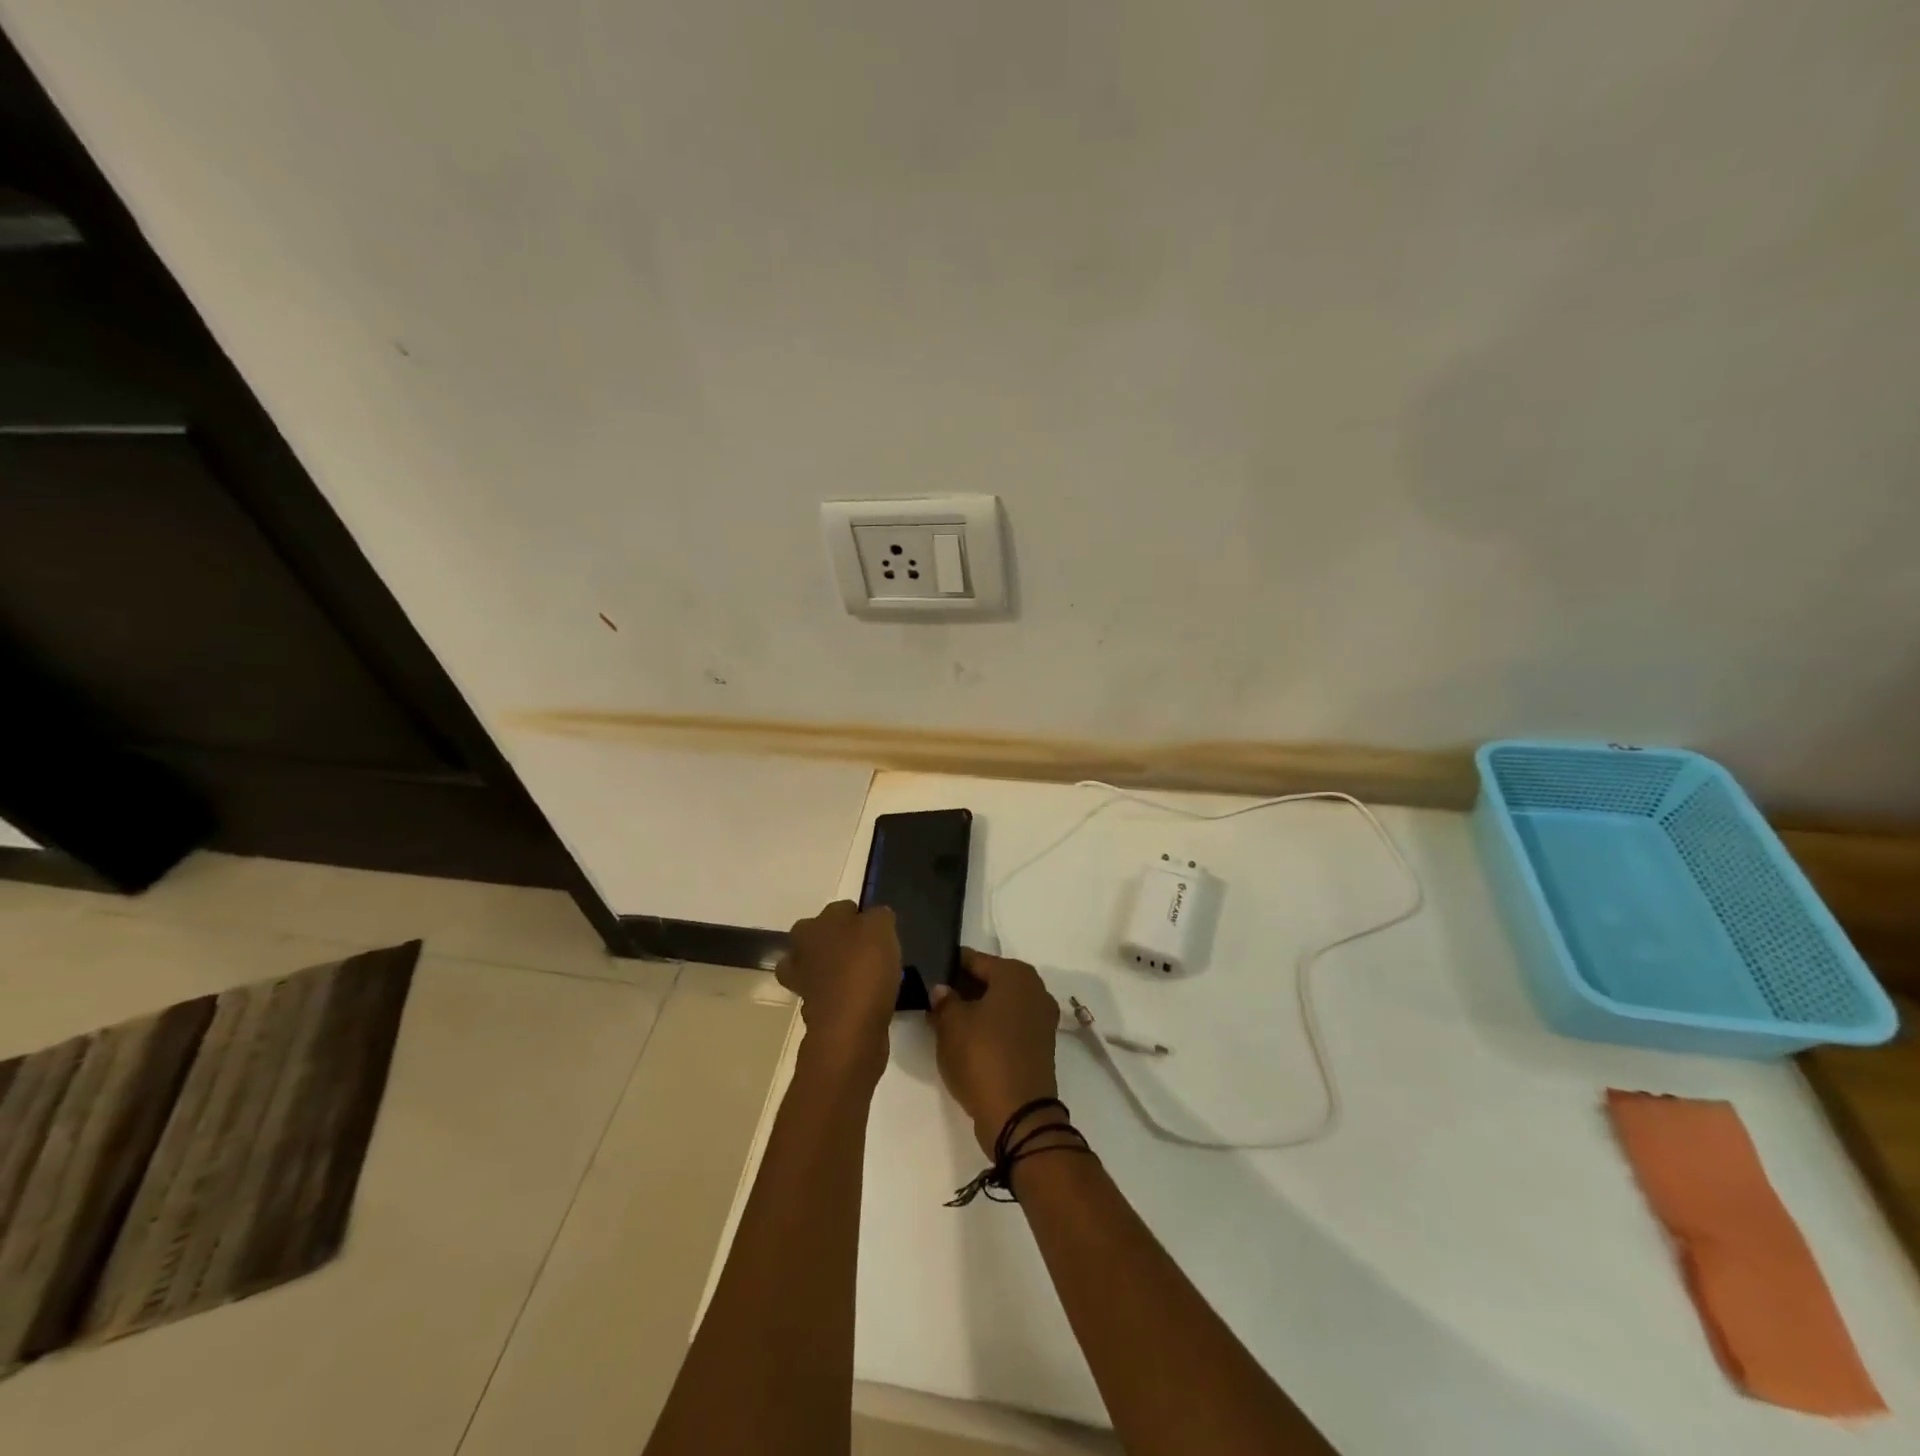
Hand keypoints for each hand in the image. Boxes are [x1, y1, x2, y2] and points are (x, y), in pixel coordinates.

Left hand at [777, 901, 900, 1076]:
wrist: (850, 1028)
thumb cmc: (864, 968)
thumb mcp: (882, 927)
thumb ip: (879, 915)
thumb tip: (876, 917)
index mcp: (814, 925)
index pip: (842, 909)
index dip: (862, 917)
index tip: (879, 931)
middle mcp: (800, 951)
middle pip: (822, 937)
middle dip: (839, 942)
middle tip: (869, 952)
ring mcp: (803, 983)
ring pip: (819, 967)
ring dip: (836, 971)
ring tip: (864, 977)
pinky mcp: (812, 1012)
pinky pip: (829, 994)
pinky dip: (841, 995)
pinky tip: (862, 999)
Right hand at [927, 949, 1061, 1155]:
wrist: (1018, 1116)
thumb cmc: (982, 1057)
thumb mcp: (951, 1025)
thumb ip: (943, 1000)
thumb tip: (941, 989)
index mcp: (1015, 974)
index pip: (973, 959)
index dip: (948, 967)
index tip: (927, 976)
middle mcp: (1034, 988)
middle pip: (990, 980)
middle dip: (962, 988)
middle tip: (933, 1001)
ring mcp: (1041, 1017)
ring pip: (1000, 1003)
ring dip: (976, 1010)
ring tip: (946, 1023)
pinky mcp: (1041, 1044)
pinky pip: (1010, 1024)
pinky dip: (991, 1027)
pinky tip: (968, 1040)